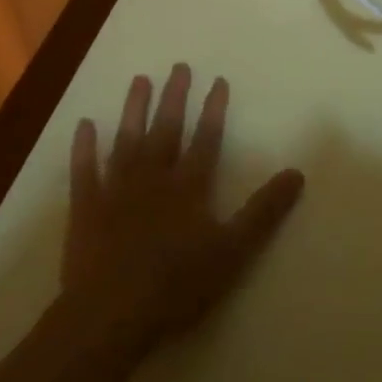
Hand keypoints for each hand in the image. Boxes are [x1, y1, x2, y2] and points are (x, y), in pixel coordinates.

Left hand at [62, 65, 303, 360]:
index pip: (206, 139)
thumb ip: (264, 211)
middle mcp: (154, 177)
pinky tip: (84, 124)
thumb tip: (297, 173)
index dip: (214, 110)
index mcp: (189, 186)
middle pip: (167, 130)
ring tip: (140, 80)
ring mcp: (116, 189)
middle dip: (175, 97)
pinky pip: (84, 170)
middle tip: (179, 66)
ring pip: (127, 140)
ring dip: (134, 109)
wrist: (110, 315)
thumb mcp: (233, 251)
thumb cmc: (177, 285)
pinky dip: (84, 147)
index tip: (218, 80)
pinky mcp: (86, 208)